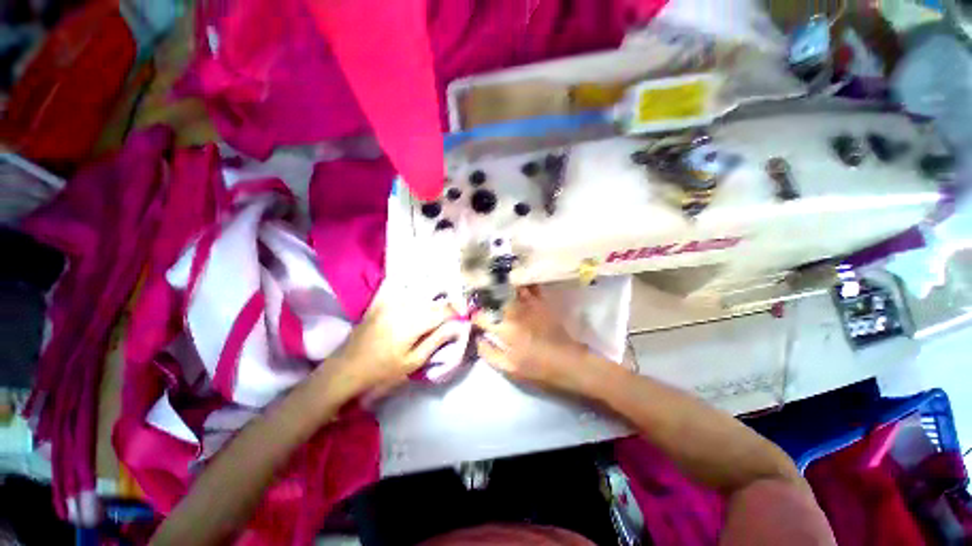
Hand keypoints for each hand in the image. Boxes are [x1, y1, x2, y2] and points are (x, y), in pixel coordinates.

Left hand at [331, 282, 463, 396]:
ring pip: (418, 286)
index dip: (457, 311)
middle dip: (447, 299)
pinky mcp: (379, 300)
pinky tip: (416, 287)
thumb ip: (437, 340)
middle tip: (453, 309)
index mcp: (412, 323)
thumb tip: (457, 326)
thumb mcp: (413, 361)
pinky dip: (409, 283)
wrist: (346, 369)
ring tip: (440, 298)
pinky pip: (397, 283)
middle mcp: (402, 306)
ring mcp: (388, 300)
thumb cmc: (382, 371)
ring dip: (432, 289)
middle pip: (433, 294)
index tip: (464, 315)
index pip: (443, 310)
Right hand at [473, 286, 592, 393]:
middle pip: (493, 298)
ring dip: (500, 287)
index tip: (474, 319)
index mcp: (504, 328)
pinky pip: (529, 287)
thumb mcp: (509, 368)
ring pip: (509, 288)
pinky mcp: (541, 302)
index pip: (481, 316)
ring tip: (494, 286)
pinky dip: (520, 284)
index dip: (475, 317)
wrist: (567, 361)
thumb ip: (489, 352)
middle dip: (484, 298)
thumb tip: (477, 338)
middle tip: (481, 299)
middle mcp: (514, 311)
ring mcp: (528, 304)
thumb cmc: (536, 367)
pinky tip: (515, 282)